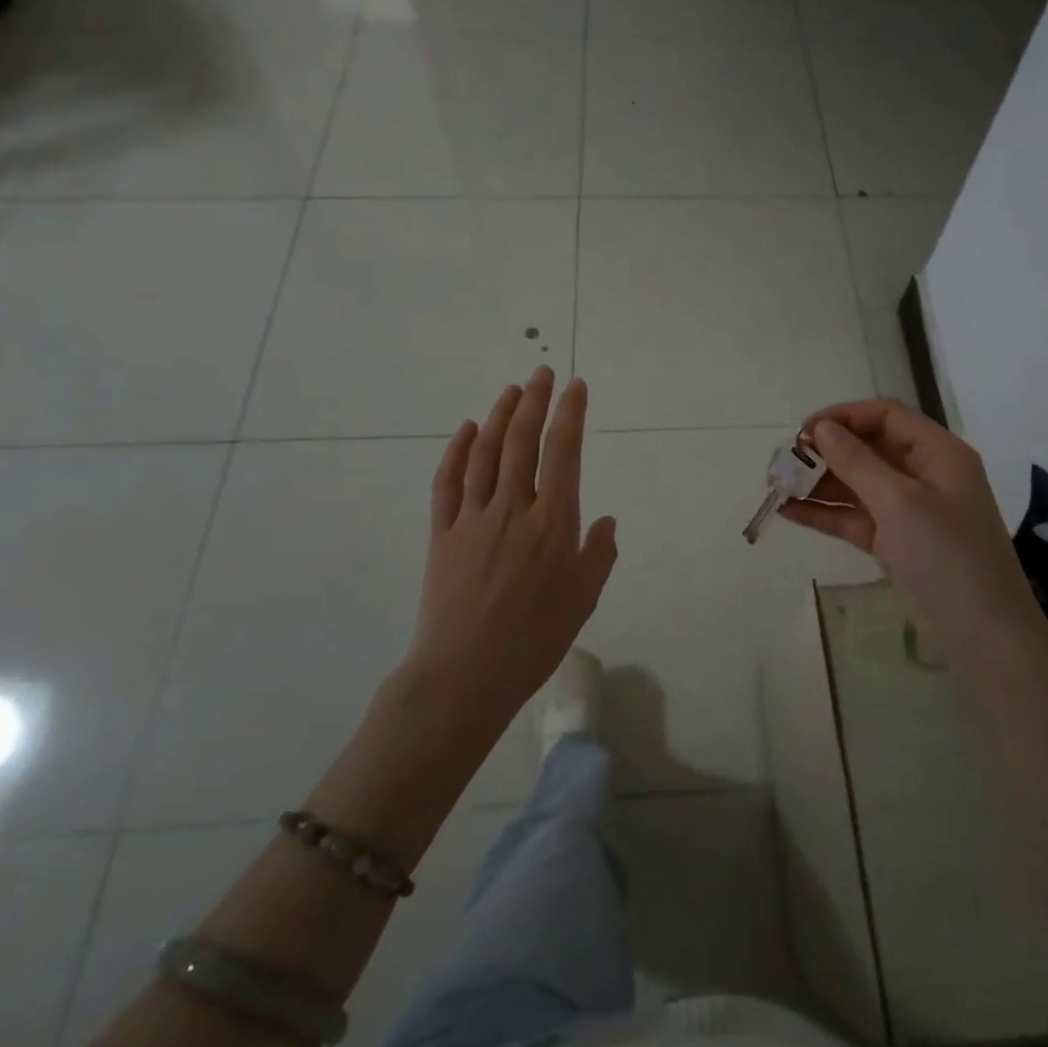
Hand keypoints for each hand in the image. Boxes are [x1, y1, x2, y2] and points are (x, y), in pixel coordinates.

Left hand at [404, 368, 617, 728]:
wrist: (465, 675)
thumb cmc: (534, 640)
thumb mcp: (584, 599)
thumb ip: (599, 554)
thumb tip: (605, 521)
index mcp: (553, 522)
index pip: (563, 452)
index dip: (570, 413)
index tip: (576, 386)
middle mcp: (513, 508)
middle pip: (522, 441)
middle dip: (534, 400)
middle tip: (542, 371)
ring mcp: (473, 517)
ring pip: (486, 453)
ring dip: (498, 416)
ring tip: (511, 389)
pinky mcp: (442, 533)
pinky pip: (448, 482)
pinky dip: (456, 451)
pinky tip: (464, 429)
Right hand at [781, 399, 1038, 678]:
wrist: (983, 636)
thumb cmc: (947, 555)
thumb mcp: (900, 502)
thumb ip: (857, 462)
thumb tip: (822, 429)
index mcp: (937, 453)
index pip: (885, 416)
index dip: (843, 417)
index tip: (803, 431)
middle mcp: (924, 474)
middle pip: (867, 448)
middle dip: (825, 452)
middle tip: (783, 461)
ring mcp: (909, 510)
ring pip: (857, 484)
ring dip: (818, 483)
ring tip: (776, 486)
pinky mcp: (895, 542)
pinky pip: (854, 517)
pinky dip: (825, 513)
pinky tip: (789, 512)